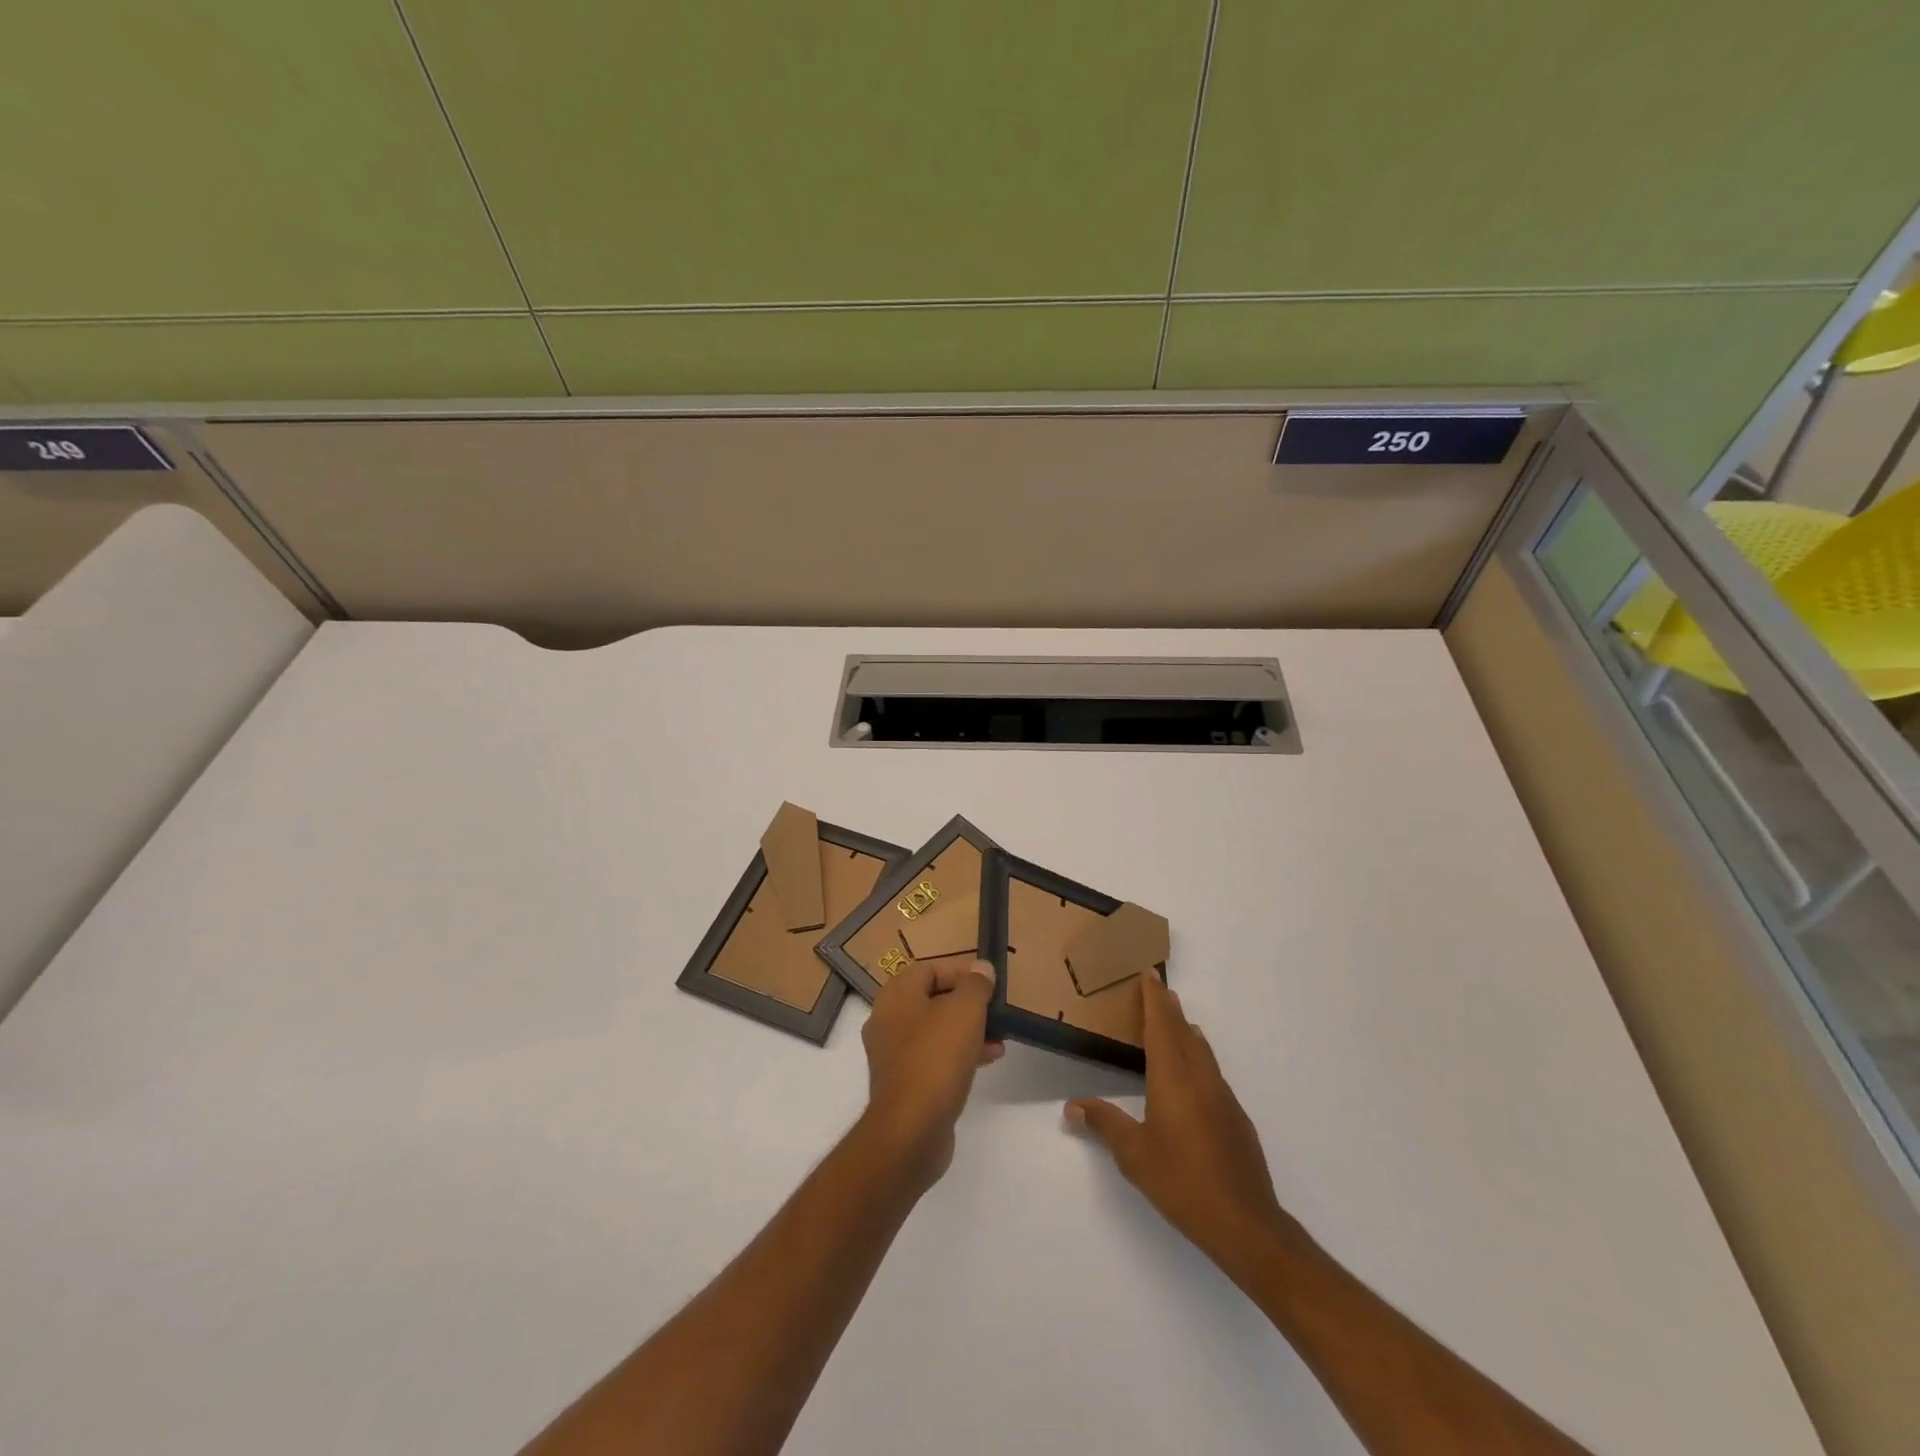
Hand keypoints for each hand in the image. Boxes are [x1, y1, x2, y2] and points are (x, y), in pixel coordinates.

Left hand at [860, 958, 1003, 1192]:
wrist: (911, 1130)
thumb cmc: (936, 1058)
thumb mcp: (964, 1011)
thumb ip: (976, 985)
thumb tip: (982, 968)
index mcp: (896, 996)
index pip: (929, 968)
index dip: (961, 971)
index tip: (988, 982)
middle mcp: (888, 1021)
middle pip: (932, 999)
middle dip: (967, 1003)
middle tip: (995, 1010)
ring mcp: (894, 1055)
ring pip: (936, 1030)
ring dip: (968, 1030)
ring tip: (1000, 1037)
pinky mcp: (904, 1084)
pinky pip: (934, 1057)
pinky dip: (960, 1053)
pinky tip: (988, 1059)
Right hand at [1066, 974, 1292, 1286]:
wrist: (1245, 1222)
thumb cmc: (1182, 1182)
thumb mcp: (1134, 1154)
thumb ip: (1104, 1124)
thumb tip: (1073, 1106)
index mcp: (1173, 1079)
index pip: (1161, 1027)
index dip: (1154, 1000)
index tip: (1149, 975)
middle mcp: (1200, 1078)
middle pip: (1184, 1033)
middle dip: (1170, 1009)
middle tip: (1160, 990)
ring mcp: (1223, 1098)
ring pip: (1203, 1052)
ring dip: (1187, 1032)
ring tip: (1179, 1023)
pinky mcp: (1236, 1119)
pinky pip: (1213, 1073)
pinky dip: (1200, 1059)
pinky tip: (1196, 1076)